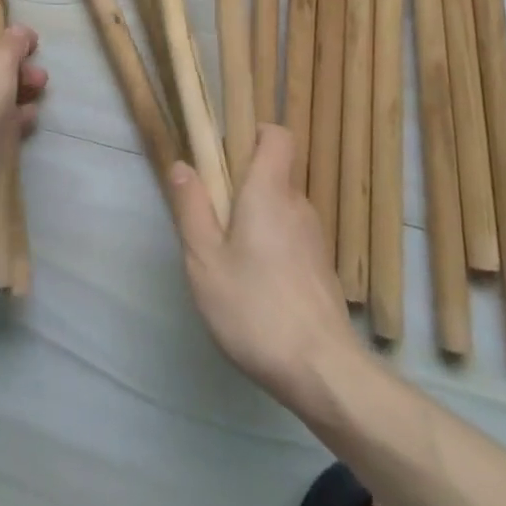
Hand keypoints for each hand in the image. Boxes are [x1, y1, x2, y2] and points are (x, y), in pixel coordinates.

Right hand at [169, 124, 357, 402]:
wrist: (323, 371)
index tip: (224, 155)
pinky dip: (273, 244)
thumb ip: (192, 208)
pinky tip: (256, 285)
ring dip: (257, 218)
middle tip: (214, 217)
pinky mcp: (322, 267)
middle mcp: (298, 203)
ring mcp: (315, 237)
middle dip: (243, 183)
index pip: (276, 134)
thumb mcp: (205, 261)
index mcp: (269, 190)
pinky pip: (292, 236)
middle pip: (273, 172)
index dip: (252, 133)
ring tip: (231, 258)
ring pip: (281, 207)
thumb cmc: (255, 308)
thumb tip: (182, 165)